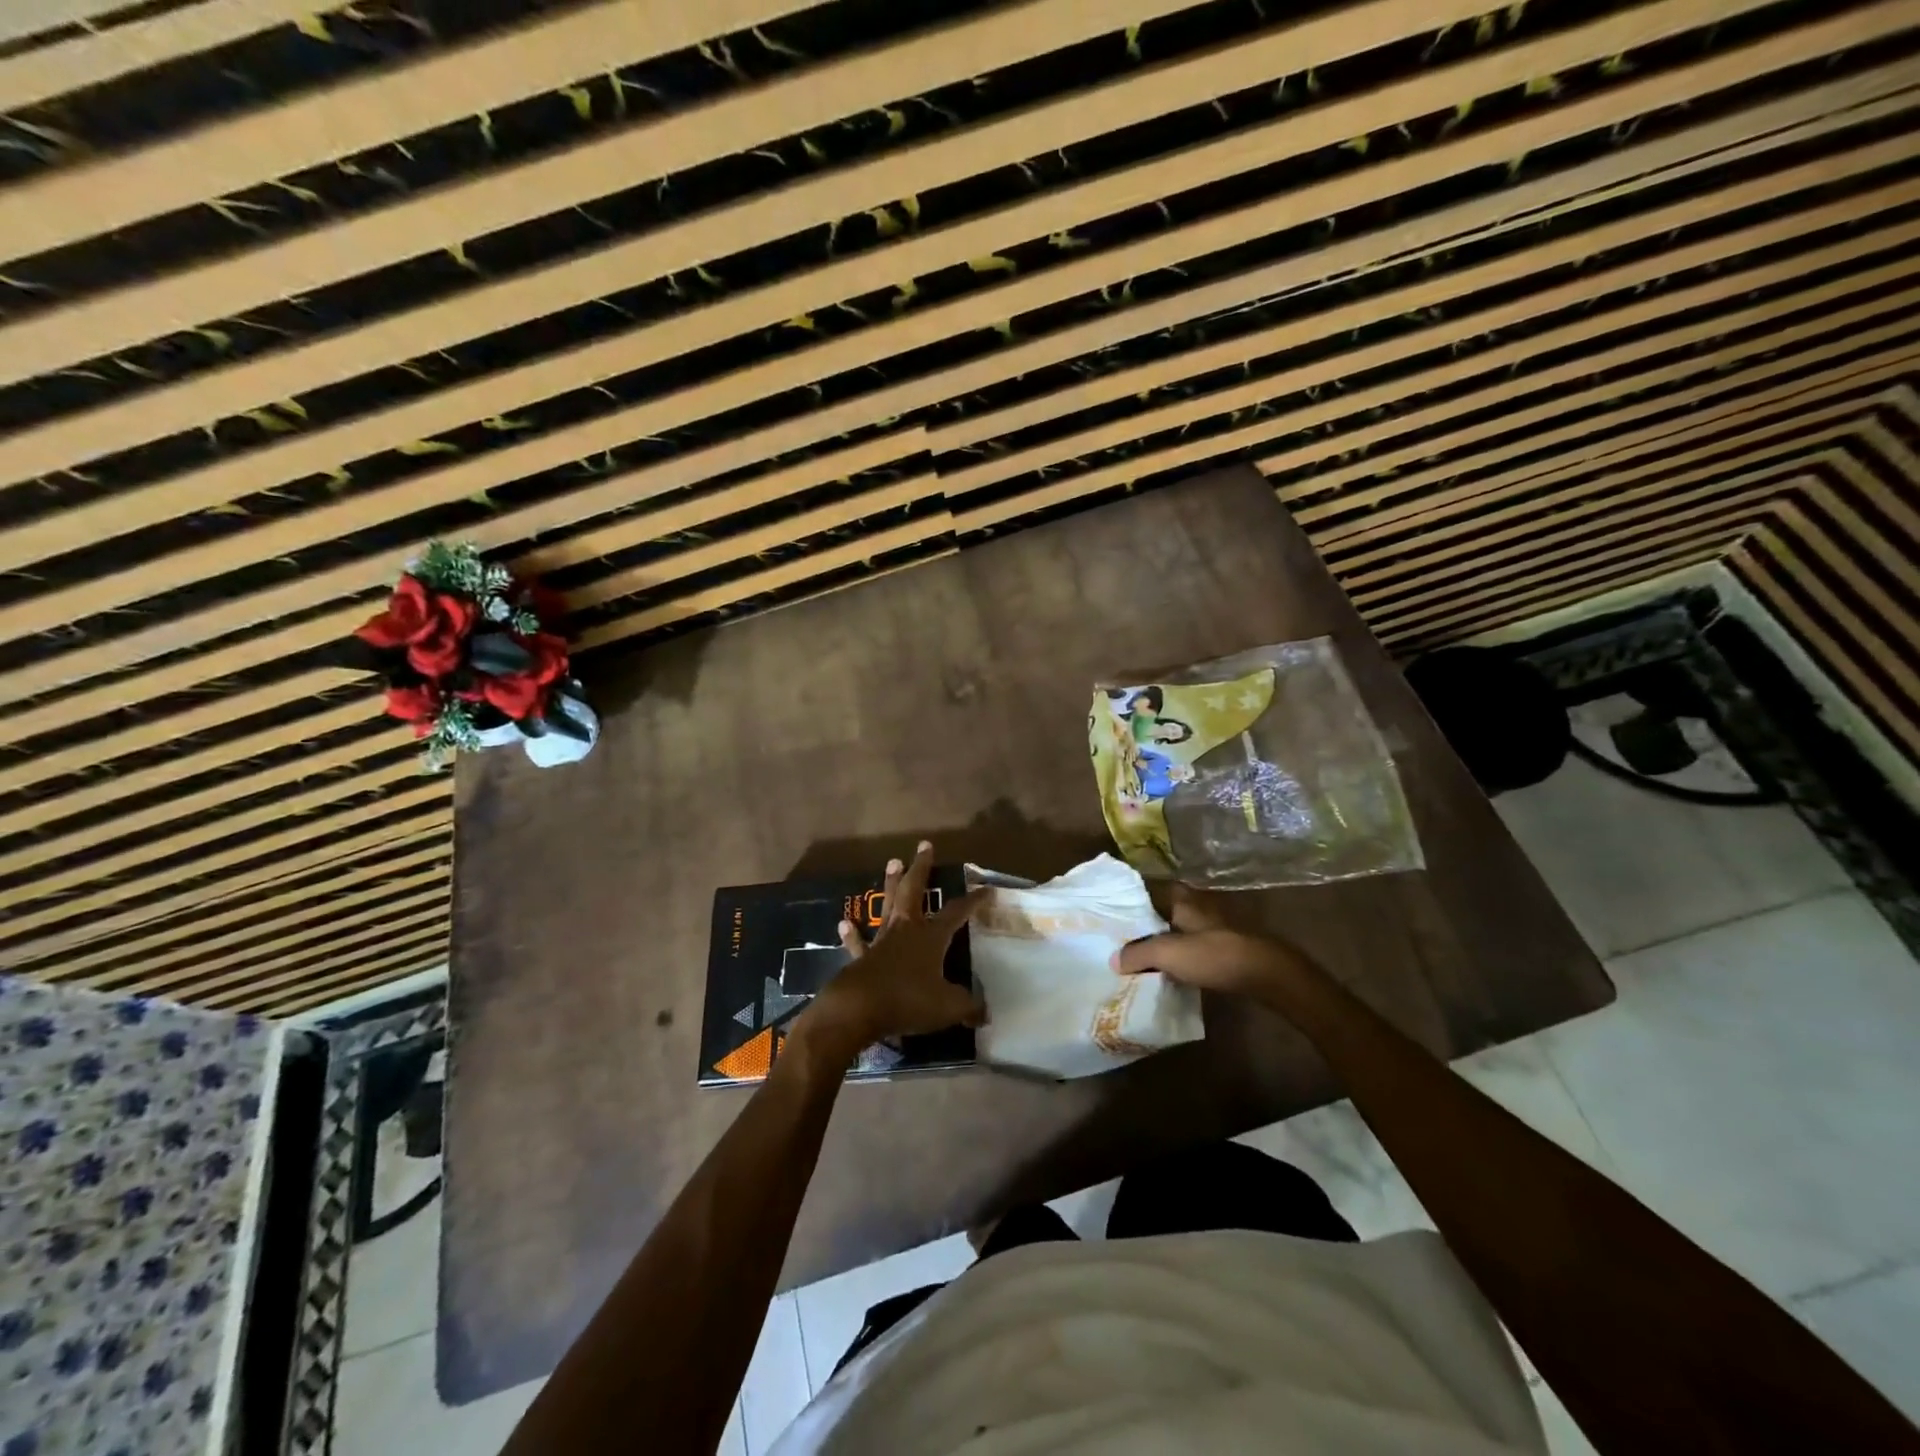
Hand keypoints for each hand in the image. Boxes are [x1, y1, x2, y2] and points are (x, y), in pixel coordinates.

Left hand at [802, 842, 985, 1058]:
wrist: (858, 1009)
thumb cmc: (908, 1001)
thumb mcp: (948, 1007)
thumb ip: (968, 1007)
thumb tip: (985, 1013)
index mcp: (931, 937)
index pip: (957, 912)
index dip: (973, 901)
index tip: (986, 889)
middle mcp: (906, 930)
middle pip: (914, 891)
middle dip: (921, 868)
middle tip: (924, 845)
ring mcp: (881, 941)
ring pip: (888, 906)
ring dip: (891, 884)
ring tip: (893, 862)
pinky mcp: (861, 957)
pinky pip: (858, 942)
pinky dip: (852, 934)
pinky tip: (844, 923)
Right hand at [1111, 884, 1316, 999]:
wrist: (1264, 973)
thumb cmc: (1213, 954)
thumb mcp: (1167, 953)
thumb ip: (1137, 954)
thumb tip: (1114, 961)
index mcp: (1179, 898)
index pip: (1143, 891)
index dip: (1125, 903)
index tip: (1105, 918)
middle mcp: (1193, 905)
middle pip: (1157, 912)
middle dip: (1139, 926)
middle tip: (1115, 941)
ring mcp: (1208, 926)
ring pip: (1172, 930)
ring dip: (1157, 943)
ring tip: (1133, 959)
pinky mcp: (1220, 946)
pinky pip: (1186, 947)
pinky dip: (1174, 956)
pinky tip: (1163, 970)